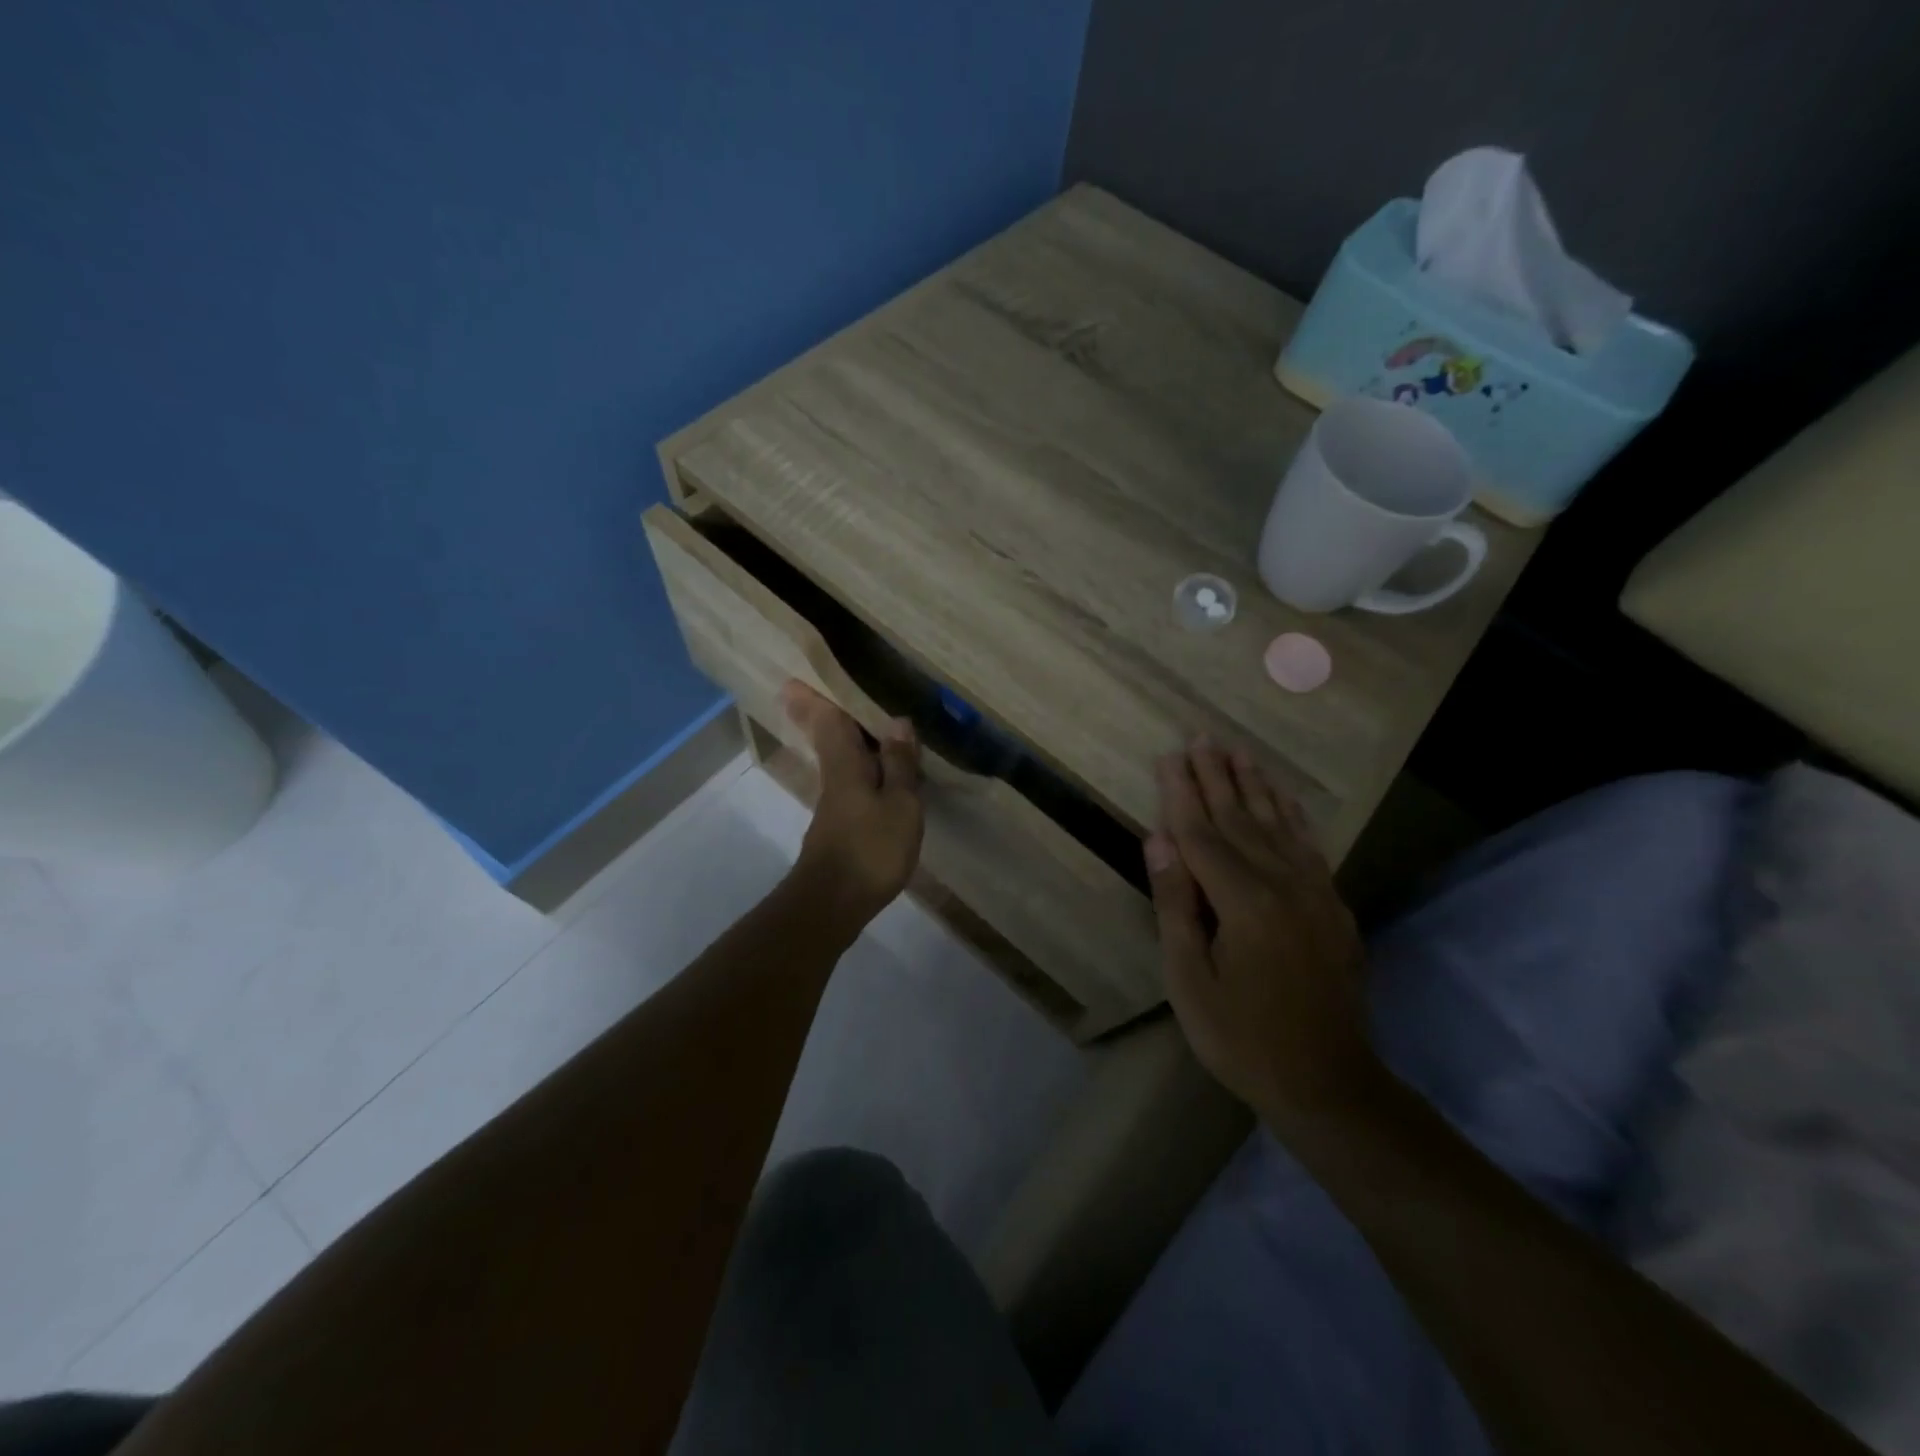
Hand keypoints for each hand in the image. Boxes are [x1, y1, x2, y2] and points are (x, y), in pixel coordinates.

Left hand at [781, 681, 923, 924]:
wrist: (834, 903)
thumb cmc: (870, 848)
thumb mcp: (900, 804)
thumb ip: (900, 764)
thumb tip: (898, 721)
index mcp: (846, 764)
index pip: (829, 720)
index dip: (815, 697)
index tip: (795, 677)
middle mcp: (835, 777)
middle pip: (827, 737)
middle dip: (818, 713)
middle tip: (811, 690)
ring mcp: (835, 804)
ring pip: (838, 759)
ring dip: (842, 738)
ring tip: (862, 722)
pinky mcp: (840, 826)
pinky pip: (850, 781)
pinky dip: (859, 766)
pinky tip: (877, 771)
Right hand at [1144, 740, 1375, 1121]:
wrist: (1329, 1083)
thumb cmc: (1242, 1037)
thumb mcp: (1190, 979)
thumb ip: (1176, 904)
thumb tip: (1159, 840)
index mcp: (1243, 901)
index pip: (1202, 833)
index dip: (1181, 794)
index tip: (1169, 756)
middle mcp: (1283, 884)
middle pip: (1241, 819)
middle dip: (1217, 776)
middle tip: (1202, 737)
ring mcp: (1314, 893)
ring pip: (1278, 825)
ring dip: (1256, 786)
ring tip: (1240, 752)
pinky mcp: (1333, 907)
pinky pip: (1309, 847)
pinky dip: (1293, 816)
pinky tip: (1284, 799)